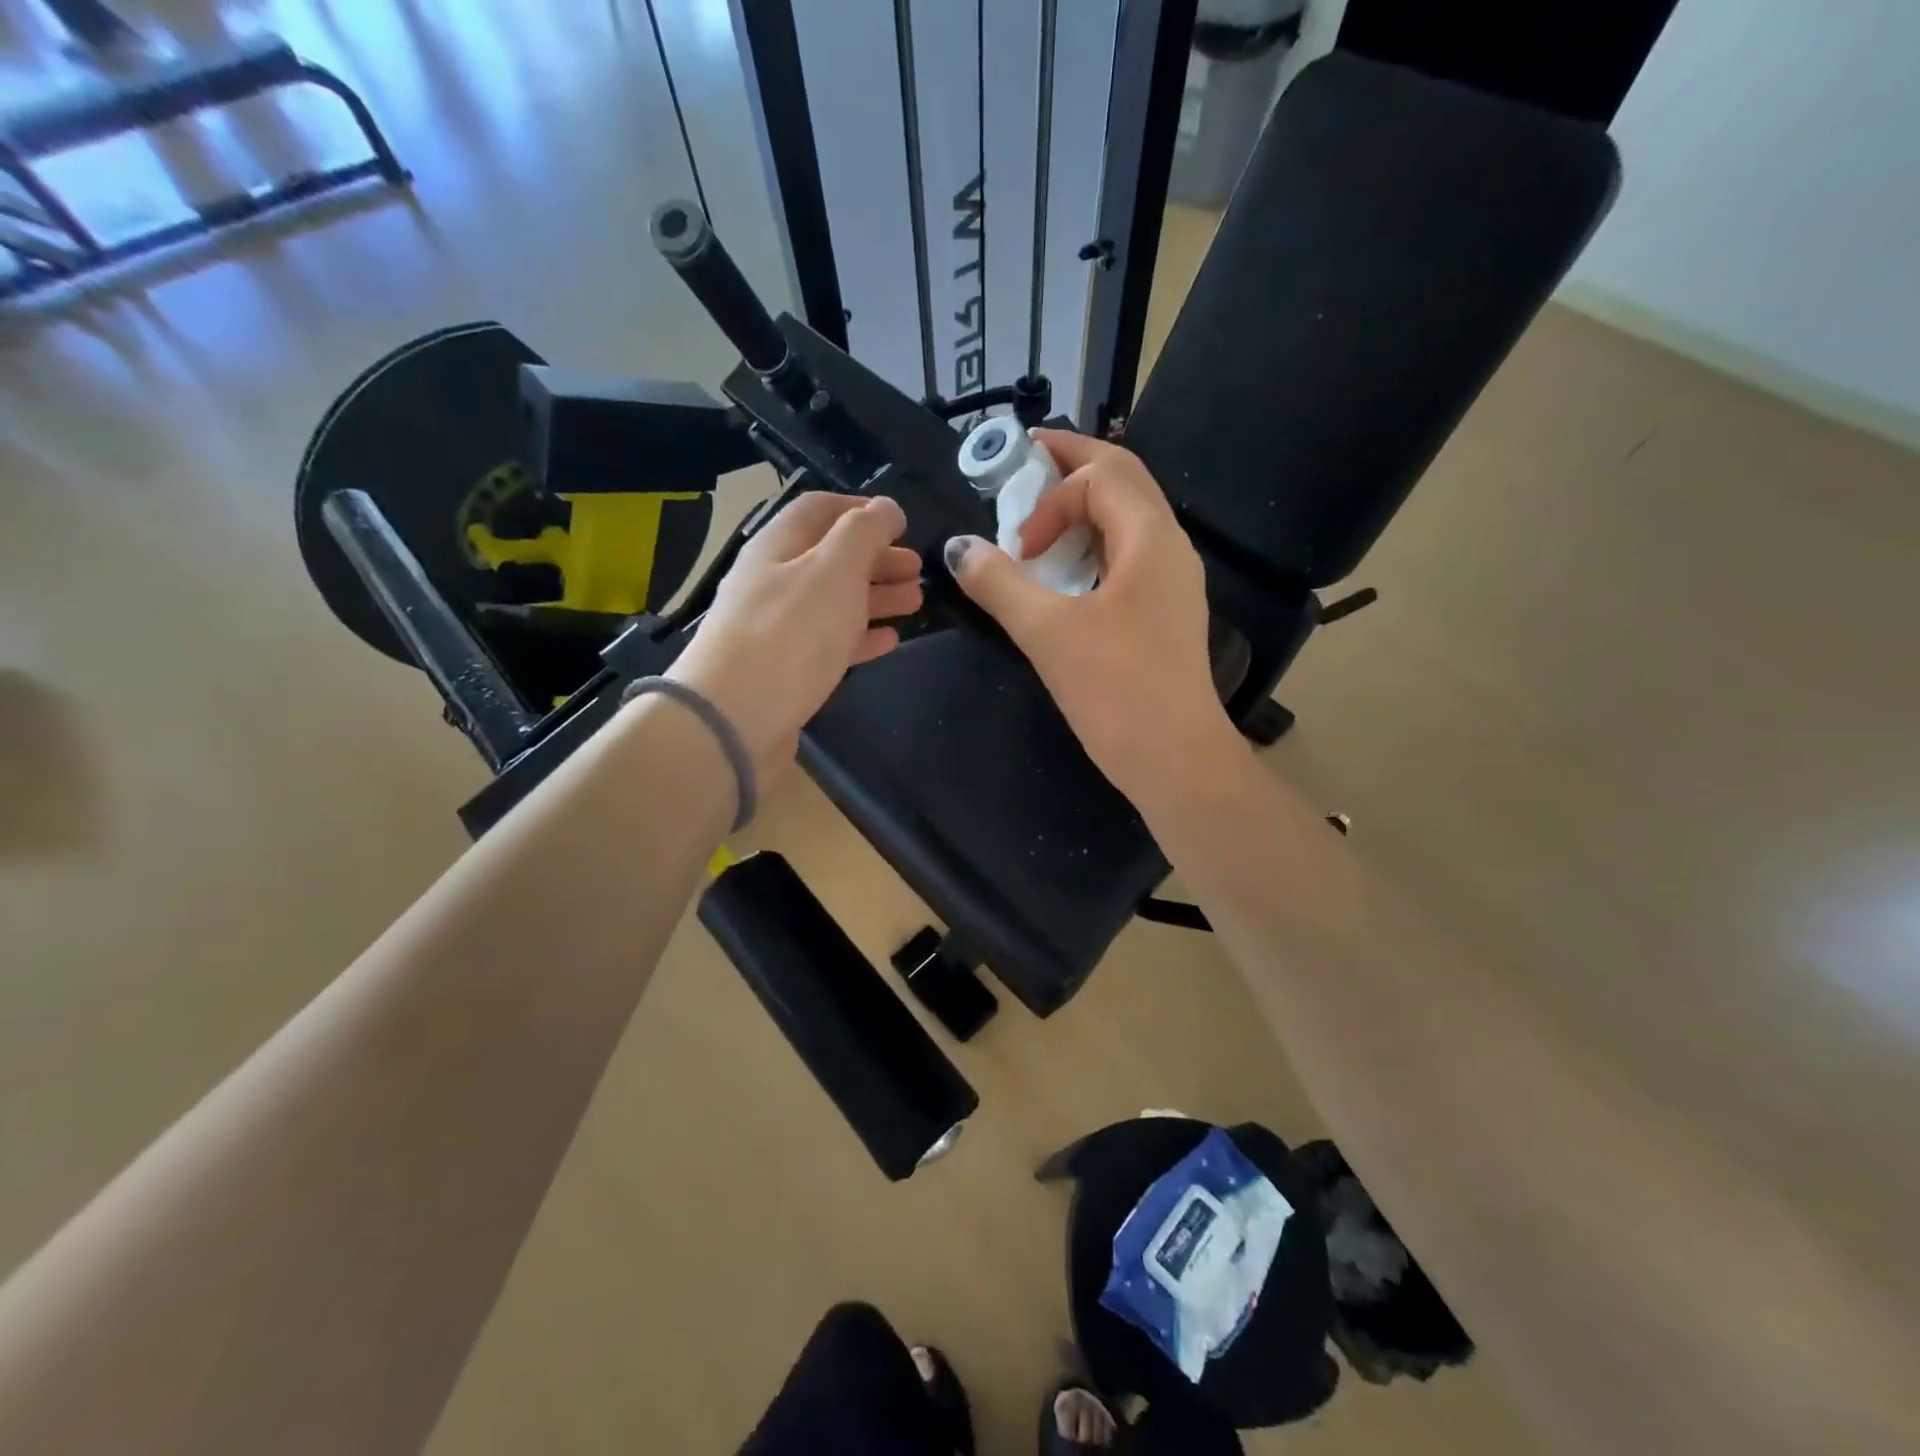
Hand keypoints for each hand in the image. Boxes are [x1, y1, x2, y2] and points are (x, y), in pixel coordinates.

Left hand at [668, 493, 919, 785]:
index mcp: (778, 546)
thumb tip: (887, 507)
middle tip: (918, 570)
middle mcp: (773, 582)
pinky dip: (861, 636)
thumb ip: (864, 533)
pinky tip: (890, 640)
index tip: (902, 523)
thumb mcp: (834, 569)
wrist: (734, 718)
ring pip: (833, 601)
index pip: (819, 509)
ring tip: (916, 602)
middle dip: (876, 558)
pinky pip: (829, 643)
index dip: (862, 510)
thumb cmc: (790, 633)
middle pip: (830, 558)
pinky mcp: (786, 671)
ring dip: (875, 597)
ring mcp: (777, 628)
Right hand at [945, 430, 1238, 804]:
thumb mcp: (1046, 632)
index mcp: (1150, 538)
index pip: (1099, 477)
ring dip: (1082, 508)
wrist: (1175, 759)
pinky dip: (1092, 546)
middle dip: (1071, 467)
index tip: (1017, 548)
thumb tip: (958, 548)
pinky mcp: (1165, 611)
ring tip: (1037, 522)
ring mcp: (1173, 580)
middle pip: (1122, 480)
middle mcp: (1170, 547)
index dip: (1049, 497)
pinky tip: (1064, 574)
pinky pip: (1128, 556)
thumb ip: (998, 584)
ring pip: (1127, 518)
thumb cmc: (1115, 690)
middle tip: (1024, 463)